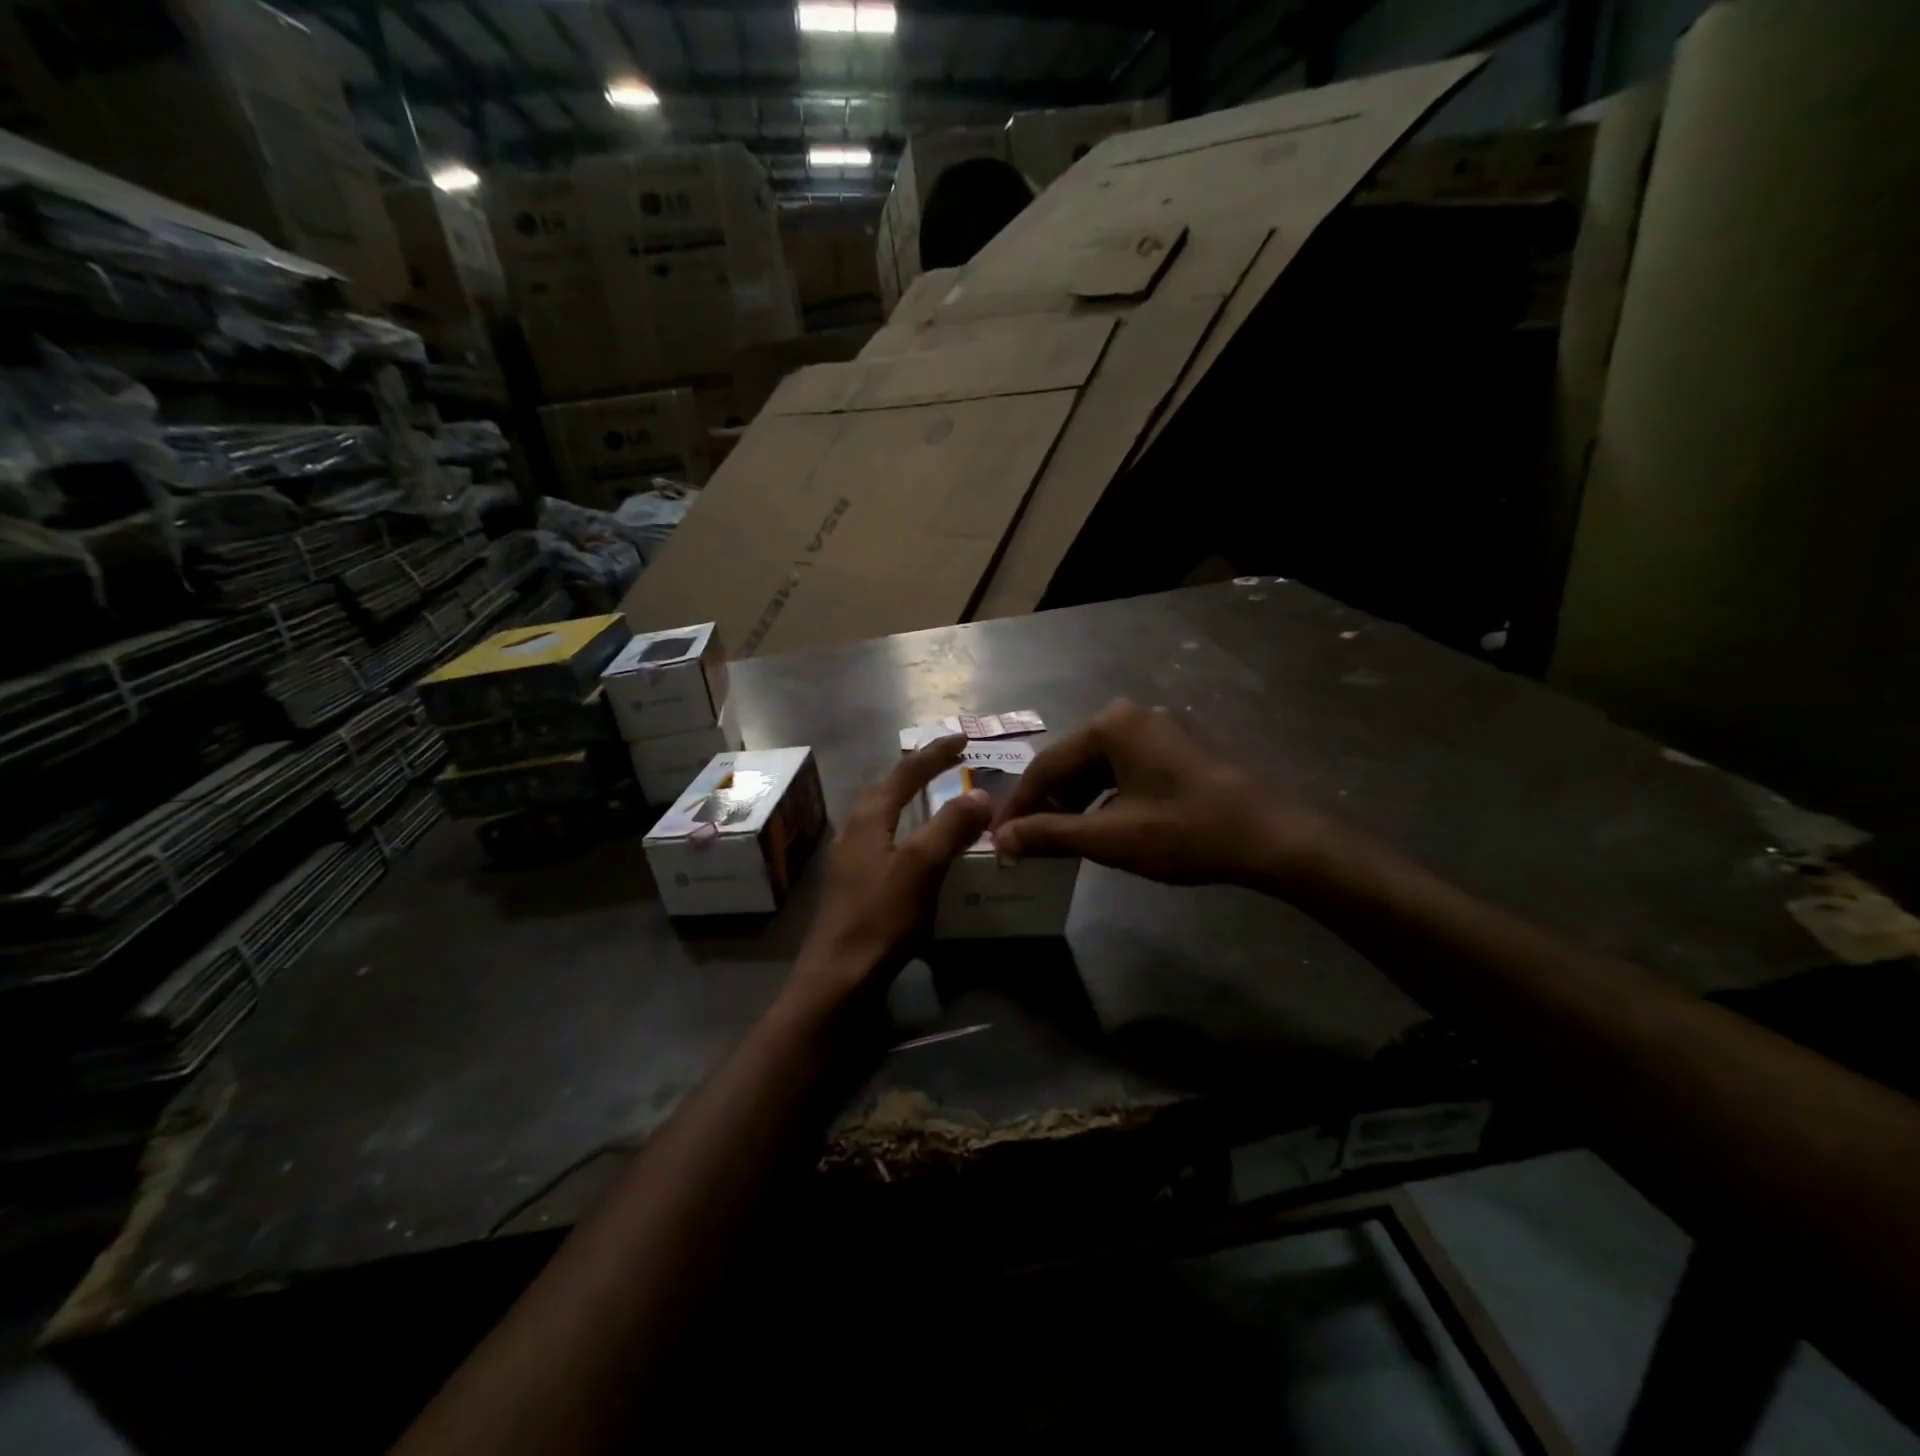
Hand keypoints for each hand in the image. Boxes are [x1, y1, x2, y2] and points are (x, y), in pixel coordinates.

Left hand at [790, 734, 991, 1005]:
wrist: (838, 979)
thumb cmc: (880, 918)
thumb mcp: (921, 867)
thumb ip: (950, 827)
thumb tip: (980, 794)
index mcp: (868, 818)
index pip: (905, 772)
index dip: (935, 753)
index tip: (962, 738)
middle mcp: (855, 830)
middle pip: (887, 786)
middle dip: (917, 770)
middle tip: (948, 760)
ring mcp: (851, 857)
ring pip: (883, 812)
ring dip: (909, 796)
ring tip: (935, 793)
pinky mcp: (856, 883)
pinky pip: (885, 838)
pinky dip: (907, 827)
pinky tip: (918, 845)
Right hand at [990, 699, 1321, 888]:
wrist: (1275, 837)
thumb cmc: (1187, 831)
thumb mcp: (1111, 837)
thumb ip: (1050, 834)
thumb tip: (1000, 840)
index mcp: (1111, 724)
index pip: (1045, 766)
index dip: (1018, 805)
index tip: (997, 839)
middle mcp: (1132, 715)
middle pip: (1071, 763)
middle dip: (1046, 804)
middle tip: (1025, 841)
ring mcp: (1159, 729)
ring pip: (1098, 767)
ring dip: (1075, 803)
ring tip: (1058, 839)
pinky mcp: (1179, 748)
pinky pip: (1125, 769)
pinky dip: (1105, 798)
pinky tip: (1100, 826)